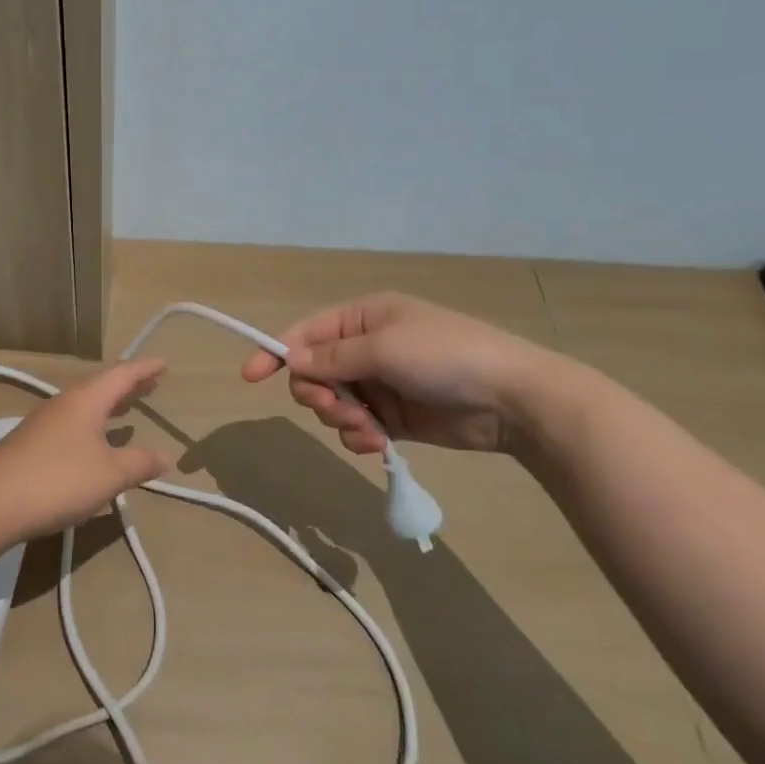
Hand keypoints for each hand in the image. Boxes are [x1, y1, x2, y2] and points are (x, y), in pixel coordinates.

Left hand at [0, 359, 170, 541]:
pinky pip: (72, 422)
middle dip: (128, 385)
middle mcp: (65, 403)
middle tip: (152, 384)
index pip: (122, 375)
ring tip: (128, 408)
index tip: (164, 364)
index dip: (144, 369)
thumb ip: (139, 463)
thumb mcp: (109, 475)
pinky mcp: (32, 443)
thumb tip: (167, 455)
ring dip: (109, 404)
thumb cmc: (58, 480)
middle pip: (102, 386)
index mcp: (86, 400)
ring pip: (85, 404)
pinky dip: (92, 423)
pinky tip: (94, 442)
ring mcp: (45, 422)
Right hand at [240, 291, 559, 454]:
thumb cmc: (446, 356)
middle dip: (320, 395)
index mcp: (364, 318)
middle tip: (339, 410)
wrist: (514, 400)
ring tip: (369, 431)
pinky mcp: (395, 417)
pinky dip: (360, 437)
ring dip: (342, 420)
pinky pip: (357, 427)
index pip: (306, 333)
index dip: (276, 352)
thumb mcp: (384, 348)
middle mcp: (367, 347)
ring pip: (333, 403)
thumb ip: (333, 357)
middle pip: (315, 373)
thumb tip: (290, 359)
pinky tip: (379, 445)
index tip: (250, 376)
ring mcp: (381, 384)